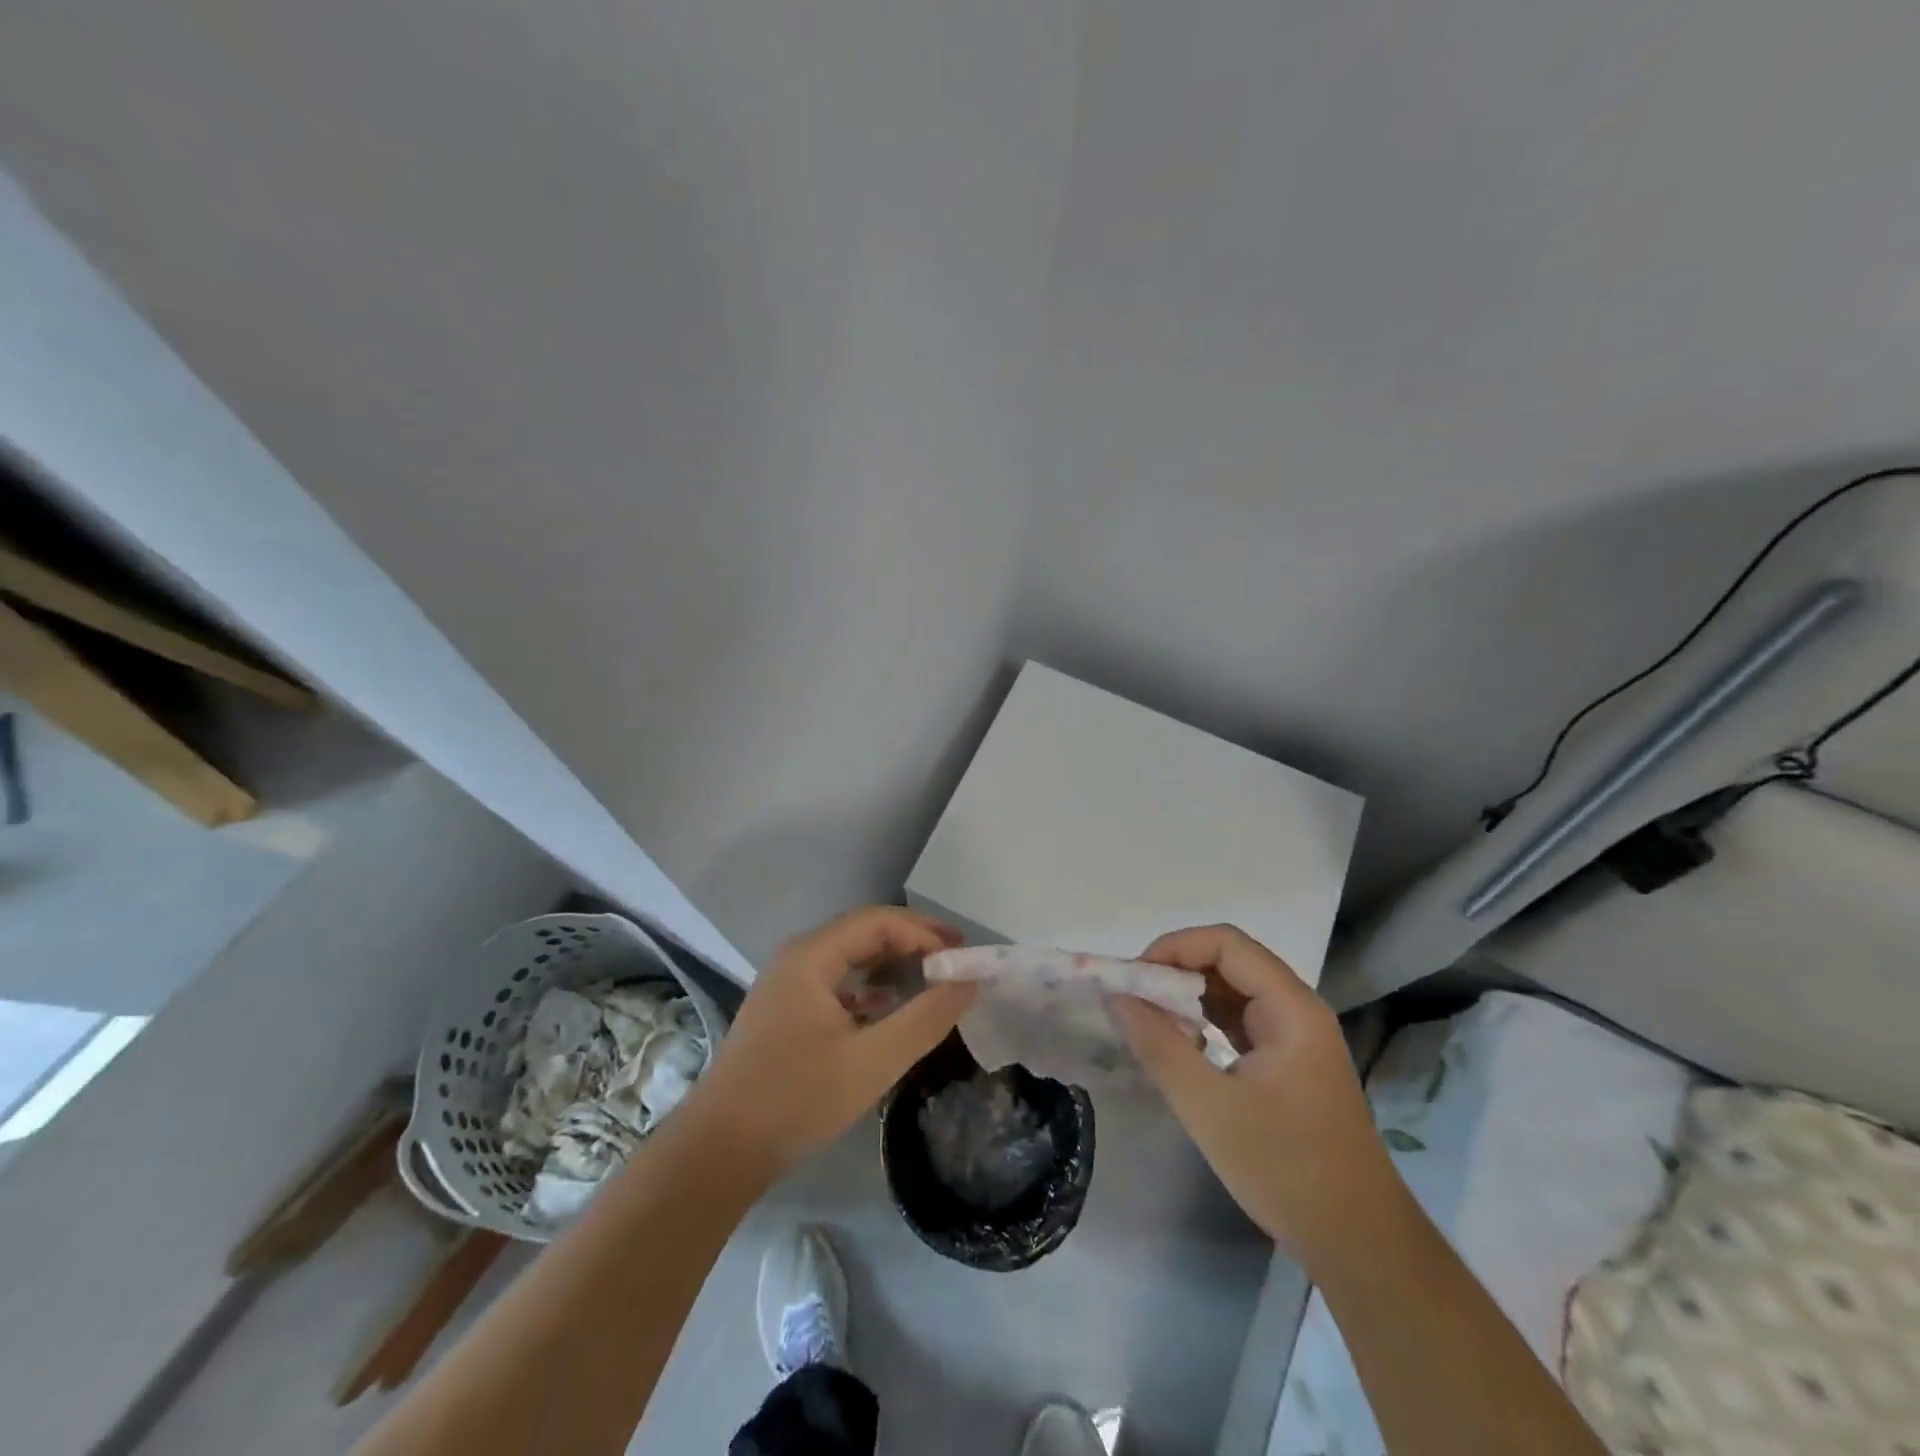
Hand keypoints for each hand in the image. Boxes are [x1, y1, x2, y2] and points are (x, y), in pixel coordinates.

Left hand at [685, 906, 976, 1177]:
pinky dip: (872, 989)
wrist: (718, 1152)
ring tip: (933, 982)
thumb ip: (926, 1018)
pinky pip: (838, 983)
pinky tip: (892, 1011)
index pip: (879, 921)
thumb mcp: (873, 1061)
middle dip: (913, 943)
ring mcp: (788, 984)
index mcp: (812, 955)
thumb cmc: (796, 1099)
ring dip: (893, 965)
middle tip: (956, 962)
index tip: (962, 958)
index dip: (925, 932)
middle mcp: (798, 958)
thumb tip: (969, 982)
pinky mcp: (786, 1012)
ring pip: (851, 958)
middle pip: (865, 932)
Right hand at [1110, 924, 1404, 1262]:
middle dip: (1177, 971)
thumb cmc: (1286, 1169)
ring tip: (1148, 1020)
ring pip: (1233, 991)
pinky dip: (1205, 1022)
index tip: (1134, 979)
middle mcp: (1297, 1010)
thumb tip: (1116, 997)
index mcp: (1291, 1008)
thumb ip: (1158, 1045)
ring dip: (1189, 997)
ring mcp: (1296, 1037)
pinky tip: (1180, 1045)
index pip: (1226, 944)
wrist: (1359, 1243)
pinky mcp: (1289, 1062)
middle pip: (1230, 962)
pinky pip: (1240, 1021)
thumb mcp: (1209, 1108)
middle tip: (1134, 999)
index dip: (1175, 948)